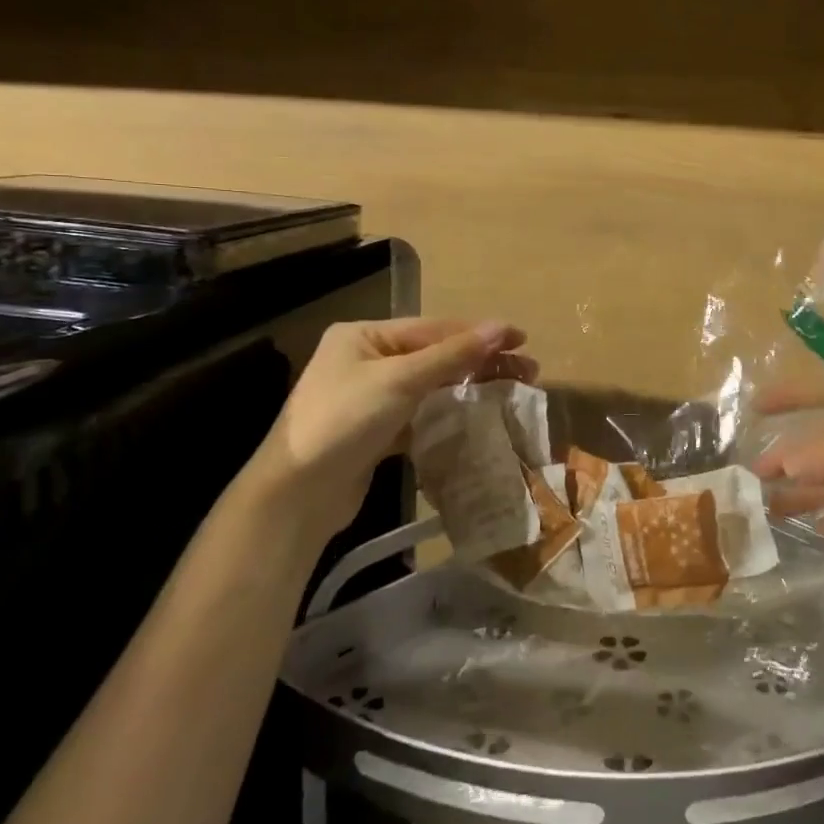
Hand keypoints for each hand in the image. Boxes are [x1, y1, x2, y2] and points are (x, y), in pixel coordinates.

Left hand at [247, 317, 535, 540]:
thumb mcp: (399, 380)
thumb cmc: (344, 421)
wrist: (296, 496)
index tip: (522, 338)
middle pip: (436, 355)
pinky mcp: (378, 432)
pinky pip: (423, 414)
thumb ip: (452, 354)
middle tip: (528, 370)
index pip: (434, 328)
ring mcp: (371, 398)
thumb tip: (500, 327)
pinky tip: (479, 417)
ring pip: (432, 386)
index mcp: (364, 336)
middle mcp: (367, 360)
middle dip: (481, 361)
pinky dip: (450, 414)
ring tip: (512, 391)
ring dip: (470, 387)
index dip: (479, 332)